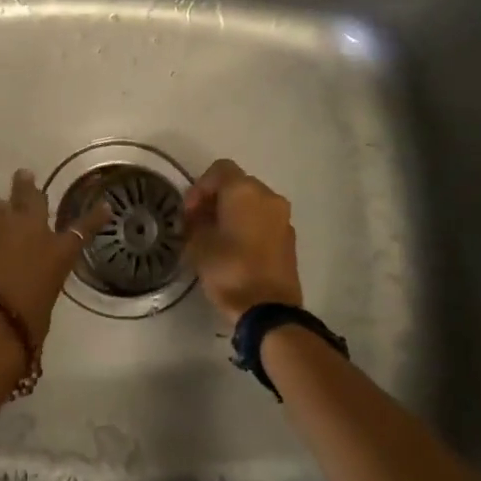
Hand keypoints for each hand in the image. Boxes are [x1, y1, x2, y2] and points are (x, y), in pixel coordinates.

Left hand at [0, 169, 108, 348]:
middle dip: (27, 187)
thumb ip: (41, 277)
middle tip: (24, 177)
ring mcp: (1, 223)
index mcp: (59, 251)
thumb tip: (30, 276)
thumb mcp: (45, 297)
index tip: (105, 206)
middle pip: (32, 196)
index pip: (83, 228)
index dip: (95, 216)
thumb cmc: (26, 321)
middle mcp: (33, 228)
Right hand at [182, 158, 302, 326]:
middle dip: (216, 199)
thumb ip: (195, 222)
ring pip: (253, 203)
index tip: (189, 211)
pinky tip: (236, 249)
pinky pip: (264, 220)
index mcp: (244, 191)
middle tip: (199, 222)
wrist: (269, 310)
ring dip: (234, 212)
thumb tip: (198, 217)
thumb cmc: (229, 270)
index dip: (200, 186)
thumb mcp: (198, 244)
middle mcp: (268, 196)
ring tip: (217, 236)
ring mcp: (283, 217)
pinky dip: (249, 225)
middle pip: (238, 184)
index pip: (220, 169)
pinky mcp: (290, 238)